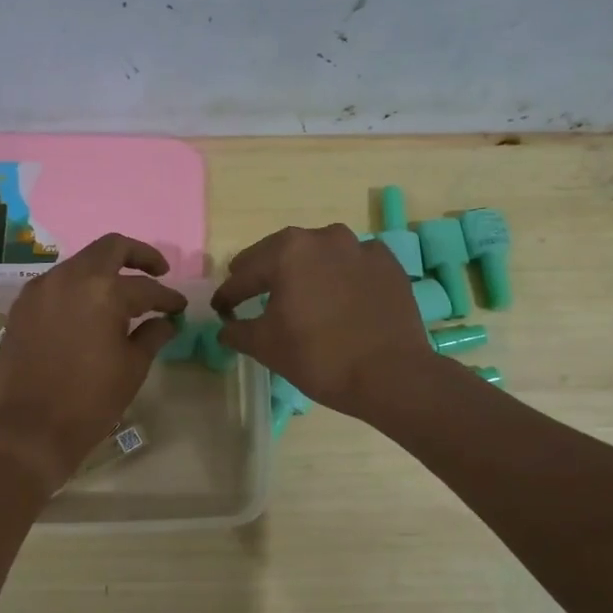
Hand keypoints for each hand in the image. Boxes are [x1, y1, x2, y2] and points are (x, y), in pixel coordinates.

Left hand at [0, 234, 185, 488]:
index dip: (167, 297)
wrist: (30, 430)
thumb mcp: (132, 368)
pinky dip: (78, 288)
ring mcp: (41, 289)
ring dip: (104, 271)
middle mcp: (69, 278)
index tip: (180, 308)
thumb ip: (151, 335)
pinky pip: (56, 284)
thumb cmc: (90, 401)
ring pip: (80, 263)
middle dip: (138, 256)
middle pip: (110, 248)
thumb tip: (165, 321)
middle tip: (158, 271)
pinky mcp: (22, 306)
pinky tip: (88, 309)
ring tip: (122, 295)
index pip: (146, 287)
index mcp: (103, 291)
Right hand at [211, 224, 432, 417]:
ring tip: (298, 293)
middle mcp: (323, 237)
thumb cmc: (320, 358)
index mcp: (287, 252)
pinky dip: (341, 276)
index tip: (221, 309)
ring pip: (319, 254)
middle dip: (263, 274)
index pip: (244, 274)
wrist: (392, 375)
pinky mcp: (388, 264)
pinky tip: (339, 297)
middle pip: (281, 254)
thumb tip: (225, 327)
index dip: (228, 294)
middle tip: (250, 293)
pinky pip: (353, 265)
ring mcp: (360, 247)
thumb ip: (237, 331)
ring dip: (304, 270)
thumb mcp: (266, 347)